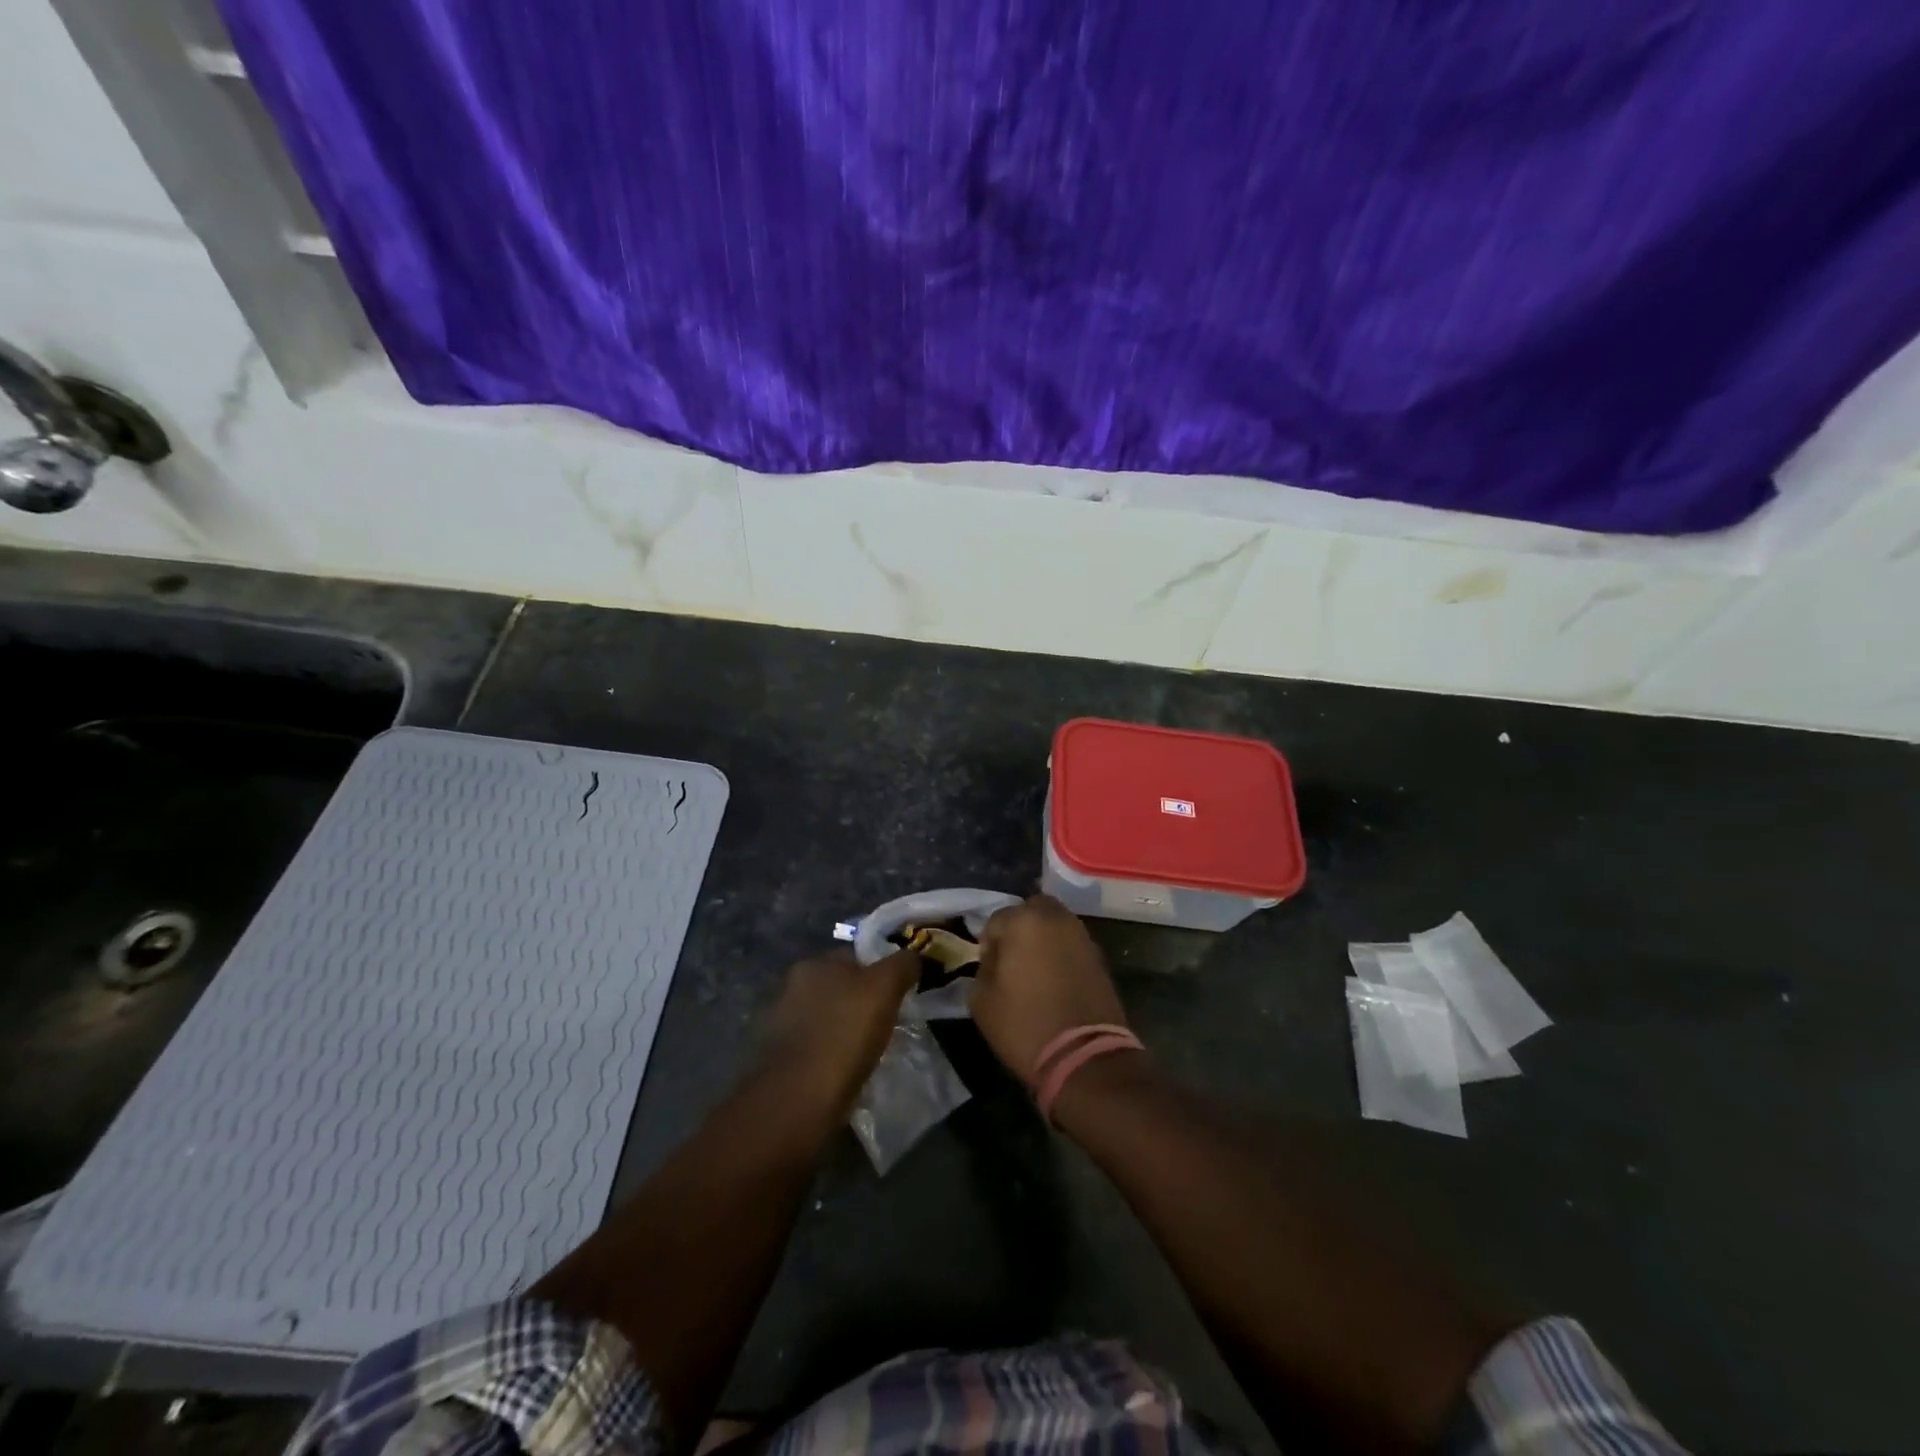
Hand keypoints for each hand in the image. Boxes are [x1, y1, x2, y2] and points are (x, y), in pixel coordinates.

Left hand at [759, 946, 919, 1118]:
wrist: (800, 1099)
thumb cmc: (844, 1033)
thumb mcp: (885, 987)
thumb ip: (903, 964)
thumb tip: (914, 956)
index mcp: (813, 964)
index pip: (855, 956)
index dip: (881, 971)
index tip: (901, 993)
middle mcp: (793, 987)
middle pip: (842, 987)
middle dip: (865, 1001)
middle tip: (891, 1021)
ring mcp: (784, 1024)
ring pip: (831, 1017)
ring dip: (849, 1029)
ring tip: (874, 1048)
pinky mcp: (784, 1058)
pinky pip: (821, 1046)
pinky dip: (836, 1053)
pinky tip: (851, 1068)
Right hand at [972, 895, 1127, 1082]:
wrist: (1084, 1057)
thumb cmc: (1024, 1025)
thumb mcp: (982, 1000)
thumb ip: (983, 968)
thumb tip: (994, 960)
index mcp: (1023, 920)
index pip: (996, 919)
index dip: (989, 943)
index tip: (988, 968)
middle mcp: (1056, 918)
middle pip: (1031, 910)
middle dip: (1020, 927)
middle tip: (1013, 958)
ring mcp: (1082, 936)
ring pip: (1055, 924)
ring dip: (1043, 937)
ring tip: (1035, 969)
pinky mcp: (1100, 956)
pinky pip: (1072, 944)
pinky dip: (1062, 953)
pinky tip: (1055, 979)